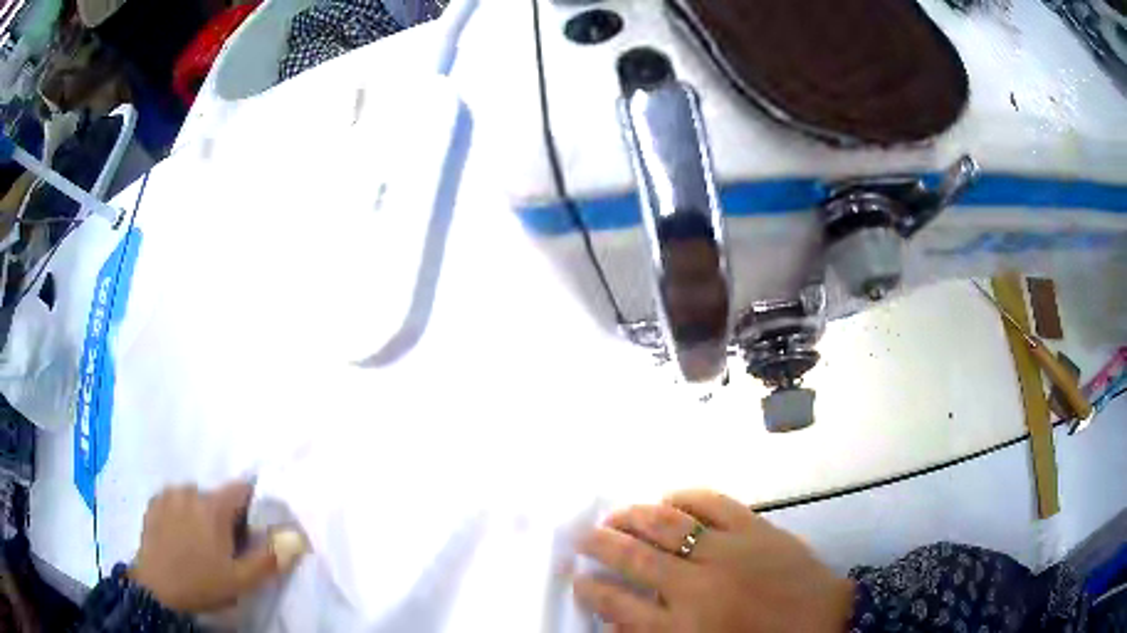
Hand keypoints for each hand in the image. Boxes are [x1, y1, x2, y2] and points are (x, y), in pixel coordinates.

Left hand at [130, 481, 306, 612]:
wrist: (157, 589)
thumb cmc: (201, 583)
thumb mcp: (240, 580)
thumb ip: (268, 558)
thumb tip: (296, 537)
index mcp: (213, 506)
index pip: (242, 488)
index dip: (252, 506)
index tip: (252, 528)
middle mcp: (189, 490)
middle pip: (217, 497)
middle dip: (225, 517)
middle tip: (225, 547)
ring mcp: (168, 494)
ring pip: (194, 498)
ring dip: (201, 514)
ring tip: (199, 544)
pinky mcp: (153, 502)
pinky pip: (175, 501)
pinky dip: (181, 513)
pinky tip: (179, 538)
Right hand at [573, 490, 853, 632]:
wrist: (824, 623)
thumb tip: (617, 621)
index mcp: (682, 627)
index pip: (618, 605)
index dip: (591, 589)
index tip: (576, 577)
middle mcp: (696, 586)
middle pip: (633, 558)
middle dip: (600, 544)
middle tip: (583, 534)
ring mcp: (727, 551)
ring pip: (667, 524)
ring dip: (634, 516)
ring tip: (615, 513)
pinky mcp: (755, 528)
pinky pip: (713, 503)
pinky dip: (686, 496)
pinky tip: (669, 496)